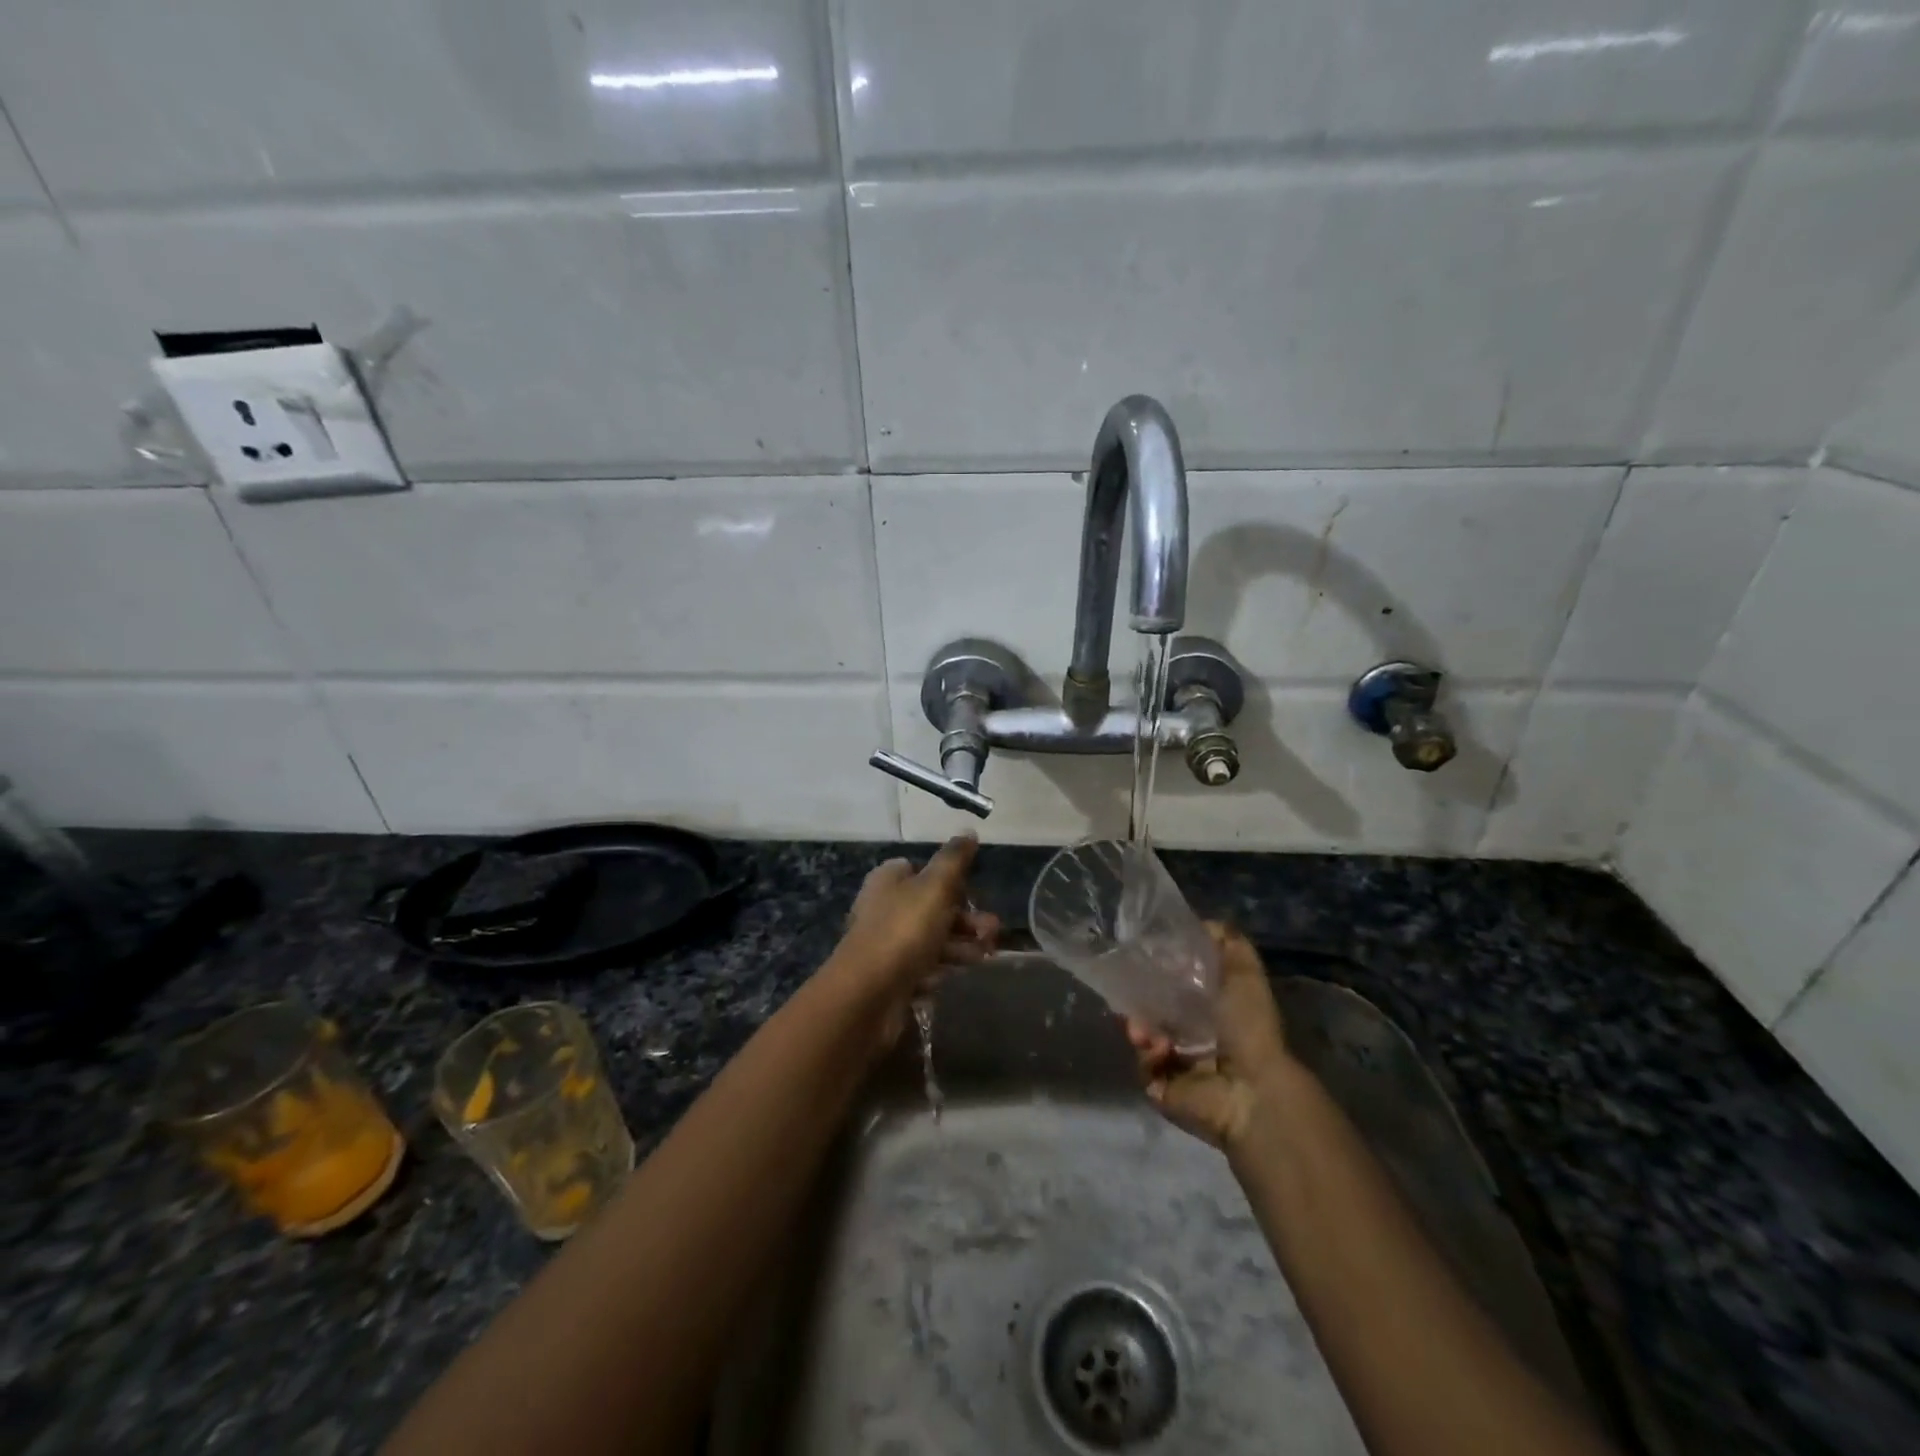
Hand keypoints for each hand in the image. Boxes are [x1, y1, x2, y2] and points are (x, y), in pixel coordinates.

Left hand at [831, 835, 998, 1033]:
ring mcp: (886, 944)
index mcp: (889, 880)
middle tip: (992, 932)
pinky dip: (941, 970)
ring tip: (984, 955)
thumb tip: (969, 831)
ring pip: (932, 939)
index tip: (974, 892)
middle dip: (966, 919)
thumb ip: (954, 859)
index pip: (922, 870)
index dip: (951, 880)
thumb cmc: (903, 931)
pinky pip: (923, 967)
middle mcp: (884, 908)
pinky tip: (953, 976)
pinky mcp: (891, 977)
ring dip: (961, 946)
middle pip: (932, 907)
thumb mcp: (935, 887)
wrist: (867, 995)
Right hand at [1127, 923, 1295, 1151]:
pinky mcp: (1162, 1088)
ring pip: (1143, 1035)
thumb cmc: (1249, 1027)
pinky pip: (1143, 1064)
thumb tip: (1204, 922)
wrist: (1251, 1088)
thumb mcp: (1244, 973)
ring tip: (1144, 1030)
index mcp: (1213, 1010)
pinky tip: (1158, 1049)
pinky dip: (1147, 1054)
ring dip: (1140, 1027)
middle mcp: (1194, 1036)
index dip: (1159, 971)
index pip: (1176, 985)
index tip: (1144, 959)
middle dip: (1141, 1000)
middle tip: (1133, 994)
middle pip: (1153, 1008)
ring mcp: (1176, 1063)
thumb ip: (1228, 943)